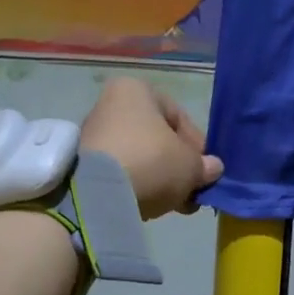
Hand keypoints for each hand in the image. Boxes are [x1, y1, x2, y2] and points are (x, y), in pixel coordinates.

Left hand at [80, 79, 222, 220]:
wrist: (97, 195)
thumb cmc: (151, 162)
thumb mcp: (190, 165)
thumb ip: (204, 166)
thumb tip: (212, 168)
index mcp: (136, 90)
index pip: (178, 116)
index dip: (197, 146)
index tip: (204, 170)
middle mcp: (110, 104)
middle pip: (156, 137)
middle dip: (176, 165)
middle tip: (190, 190)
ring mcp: (93, 134)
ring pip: (139, 156)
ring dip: (158, 178)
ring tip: (173, 203)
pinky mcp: (81, 163)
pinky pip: (120, 171)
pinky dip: (136, 184)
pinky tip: (149, 204)